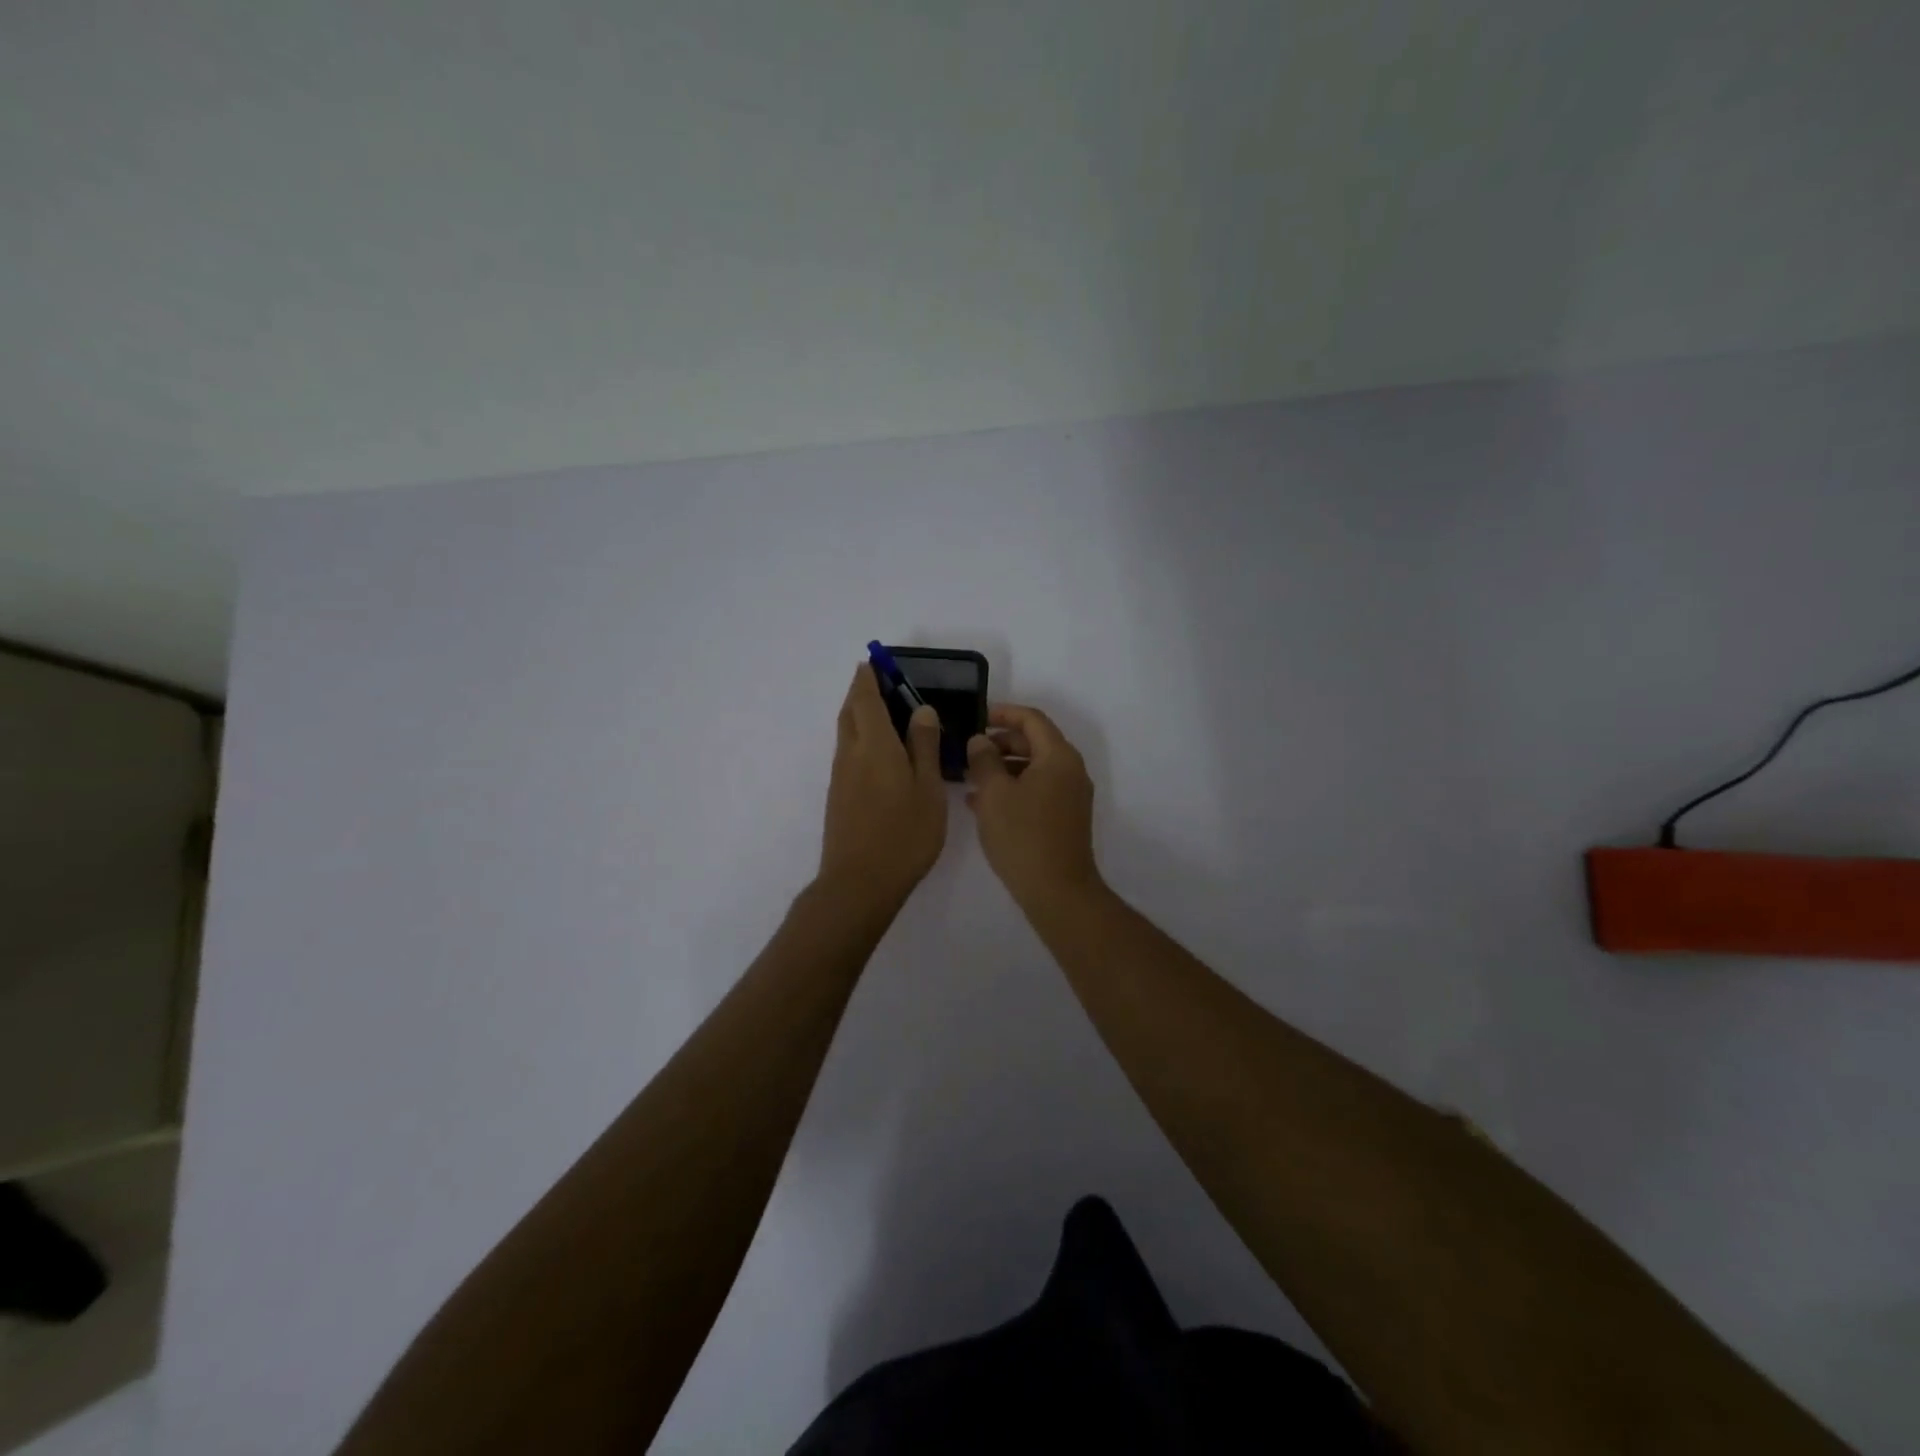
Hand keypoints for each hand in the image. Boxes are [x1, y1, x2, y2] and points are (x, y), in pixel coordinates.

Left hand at [818, 664, 947, 908]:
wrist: (859, 882)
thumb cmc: (904, 834)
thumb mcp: (928, 789)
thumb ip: (924, 747)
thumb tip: (921, 710)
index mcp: (874, 745)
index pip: (866, 699)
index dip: (869, 677)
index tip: (875, 662)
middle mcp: (851, 754)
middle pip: (850, 712)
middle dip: (861, 692)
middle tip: (881, 682)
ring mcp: (841, 776)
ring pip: (846, 732)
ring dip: (858, 714)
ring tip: (883, 712)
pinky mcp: (839, 796)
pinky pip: (848, 752)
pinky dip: (859, 738)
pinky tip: (879, 752)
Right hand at [965, 704, 1102, 911]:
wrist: (1057, 890)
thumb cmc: (1023, 836)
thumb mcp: (994, 793)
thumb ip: (984, 760)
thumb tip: (981, 741)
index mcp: (1058, 757)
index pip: (1032, 720)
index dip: (1004, 713)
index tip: (978, 716)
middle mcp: (1071, 771)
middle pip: (1035, 742)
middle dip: (1001, 743)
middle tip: (970, 750)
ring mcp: (1071, 796)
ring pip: (1034, 768)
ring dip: (1003, 768)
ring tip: (970, 778)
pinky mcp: (1065, 818)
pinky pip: (1037, 790)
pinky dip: (1013, 789)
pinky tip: (983, 803)